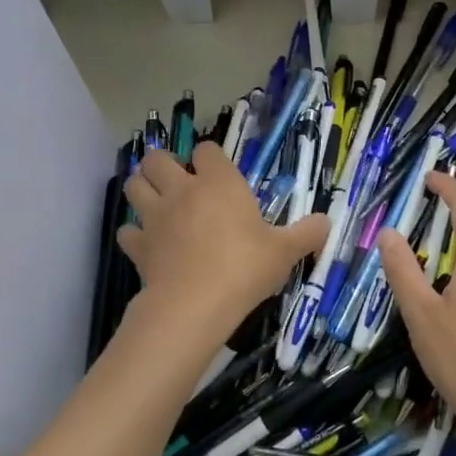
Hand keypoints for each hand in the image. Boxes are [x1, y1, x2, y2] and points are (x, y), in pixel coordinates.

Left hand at [118, 143, 326, 340]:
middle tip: (179, 181)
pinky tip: (148, 244)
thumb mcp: (285, 251)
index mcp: (219, 183)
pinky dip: (135, 234)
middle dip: (164, 164)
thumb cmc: (245, 268)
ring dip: (143, 189)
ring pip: (134, 186)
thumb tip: (327, 222)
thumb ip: (306, 234)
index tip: (219, 173)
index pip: (207, 150)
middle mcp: (182, 191)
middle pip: (157, 159)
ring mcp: (155, 217)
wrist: (196, 304)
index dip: (210, 158)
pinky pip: (127, 230)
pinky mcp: (138, 246)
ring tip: (157, 203)